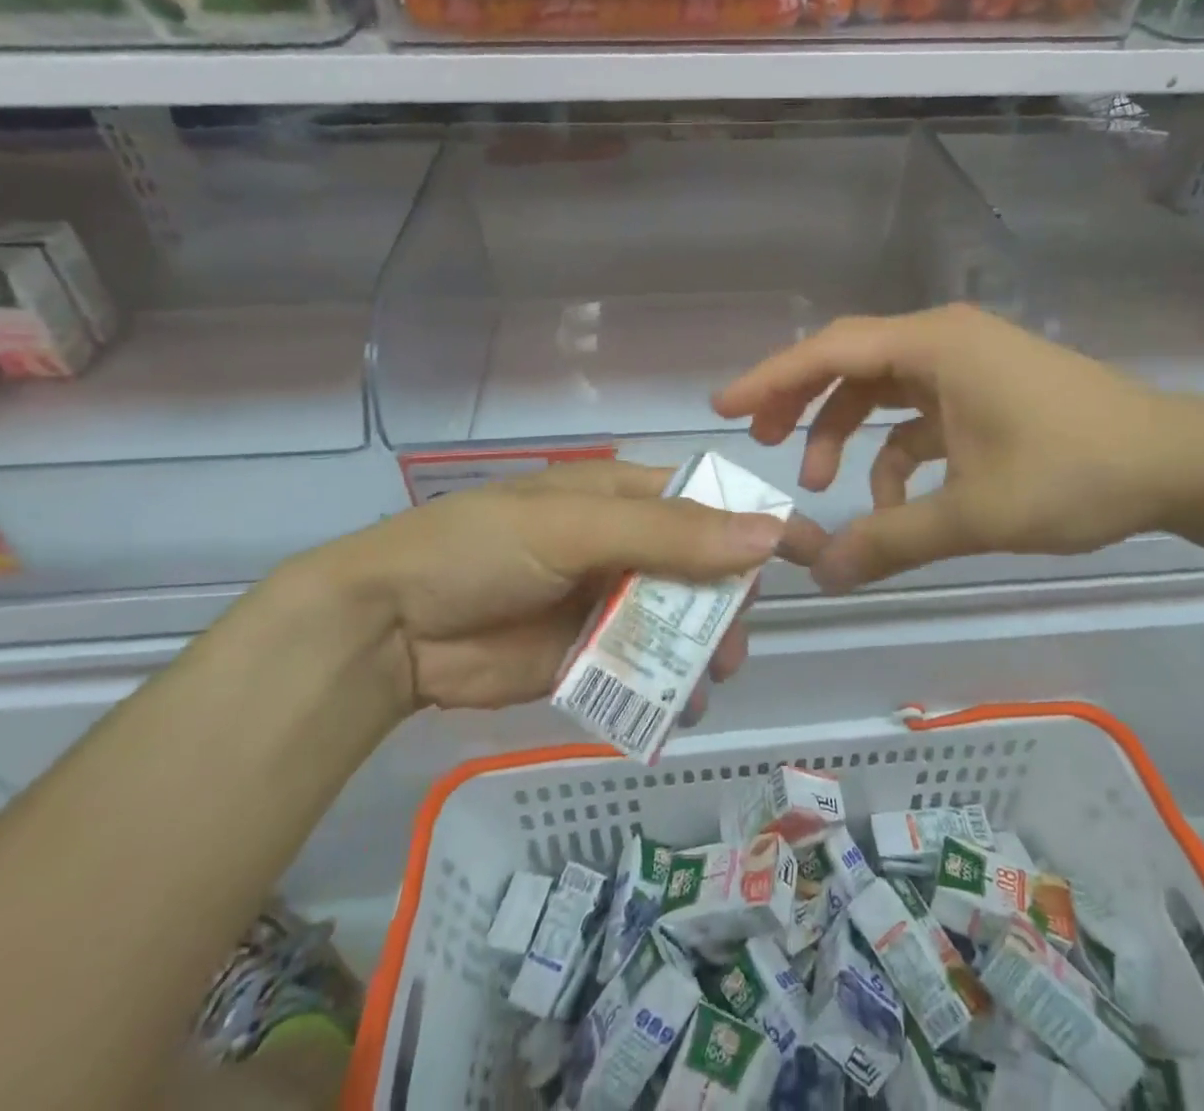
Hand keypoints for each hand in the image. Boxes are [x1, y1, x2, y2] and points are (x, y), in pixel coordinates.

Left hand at [274, 461, 823, 717]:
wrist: (392, 625)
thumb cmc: (483, 548)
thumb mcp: (578, 527)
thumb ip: (670, 534)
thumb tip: (767, 534)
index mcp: (619, 496)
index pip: (705, 501)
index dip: (756, 522)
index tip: (811, 551)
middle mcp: (619, 544)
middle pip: (698, 568)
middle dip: (726, 601)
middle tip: (735, 640)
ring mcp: (603, 602)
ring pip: (676, 622)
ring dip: (701, 648)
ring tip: (710, 677)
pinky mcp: (585, 655)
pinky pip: (643, 668)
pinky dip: (668, 686)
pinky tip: (681, 707)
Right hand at [713, 304, 1203, 591]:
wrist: (1181, 465)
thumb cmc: (1077, 472)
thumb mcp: (976, 512)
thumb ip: (892, 541)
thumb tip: (822, 575)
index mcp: (935, 346)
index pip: (831, 351)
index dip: (771, 378)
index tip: (723, 407)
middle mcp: (942, 341)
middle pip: (849, 361)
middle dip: (801, 402)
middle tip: (759, 442)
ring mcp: (965, 364)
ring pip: (881, 389)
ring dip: (847, 432)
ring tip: (823, 485)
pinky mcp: (984, 391)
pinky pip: (918, 414)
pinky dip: (895, 452)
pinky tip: (894, 502)